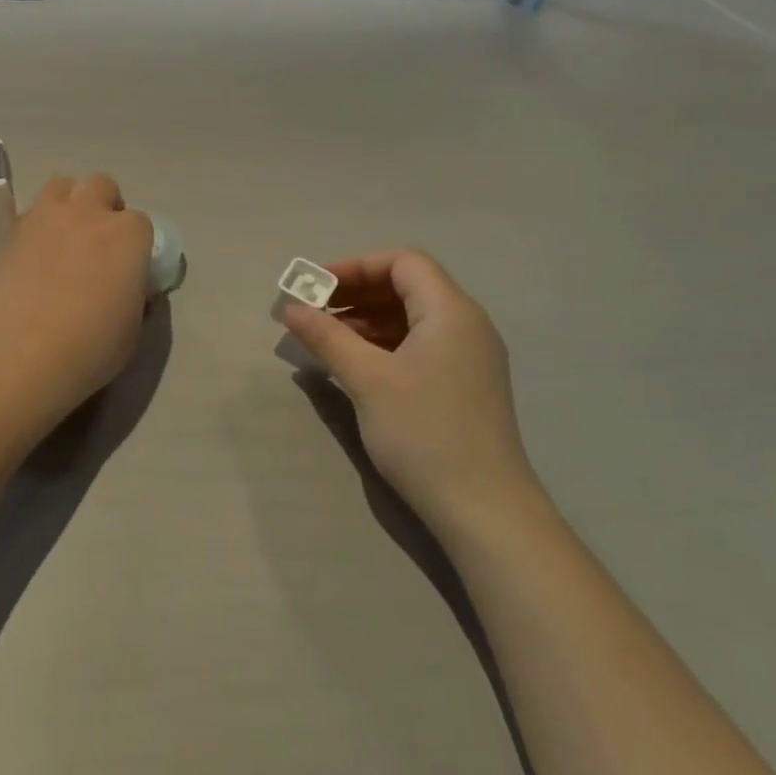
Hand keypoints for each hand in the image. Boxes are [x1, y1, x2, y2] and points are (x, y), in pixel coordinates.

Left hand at [0, 174, 154, 411]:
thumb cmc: (92, 347)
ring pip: (61, 186)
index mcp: (128, 234)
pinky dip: (38, 226)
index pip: (140, 223)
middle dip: (103, 206)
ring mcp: (46, 217)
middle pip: (101, 186)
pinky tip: (35, 257)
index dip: (135, 244)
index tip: (127, 267)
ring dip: (69, 204)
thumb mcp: (133, 324)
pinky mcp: (12, 232)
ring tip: (65, 238)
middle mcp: (88, 213)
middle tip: (98, 243)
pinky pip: (31, 213)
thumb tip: (127, 283)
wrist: (24, 356)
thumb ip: (134, 291)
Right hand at [282, 249, 539, 527]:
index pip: (402, 262)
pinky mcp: (464, 385)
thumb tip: (290, 308)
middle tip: (314, 311)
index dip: (355, 266)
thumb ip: (326, 336)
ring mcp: (469, 356)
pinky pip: (419, 344)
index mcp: (450, 311)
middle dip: (356, 292)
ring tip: (326, 338)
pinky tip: (355, 364)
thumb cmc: (424, 433)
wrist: (485, 512)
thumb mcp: (367, 379)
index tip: (315, 288)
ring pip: (411, 317)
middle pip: (407, 285)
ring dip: (366, 319)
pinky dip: (384, 343)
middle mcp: (466, 324)